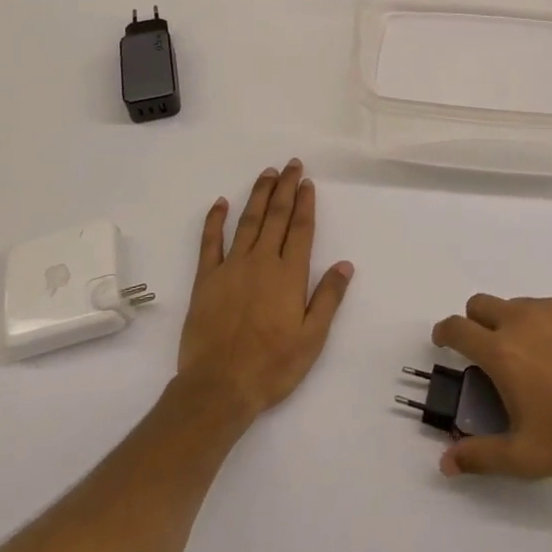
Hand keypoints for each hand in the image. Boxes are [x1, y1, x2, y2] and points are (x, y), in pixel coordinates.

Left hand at [175, 159, 353, 423]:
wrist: (220, 386)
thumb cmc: (272, 366)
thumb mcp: (312, 338)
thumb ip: (328, 298)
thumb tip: (345, 265)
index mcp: (289, 275)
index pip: (301, 229)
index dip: (305, 203)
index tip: (308, 182)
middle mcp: (262, 261)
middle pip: (276, 216)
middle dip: (286, 188)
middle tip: (291, 164)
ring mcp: (232, 267)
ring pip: (248, 221)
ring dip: (259, 195)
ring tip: (267, 174)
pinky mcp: (206, 279)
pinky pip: (210, 242)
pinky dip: (215, 220)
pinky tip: (220, 202)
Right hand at [431, 294, 551, 480]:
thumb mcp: (523, 457)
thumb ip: (479, 456)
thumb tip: (445, 463)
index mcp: (501, 351)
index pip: (457, 328)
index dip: (444, 332)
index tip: (445, 341)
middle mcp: (521, 319)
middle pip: (480, 304)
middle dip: (475, 323)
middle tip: (489, 352)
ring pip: (517, 305)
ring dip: (512, 324)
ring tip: (535, 360)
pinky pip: (550, 307)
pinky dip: (546, 324)